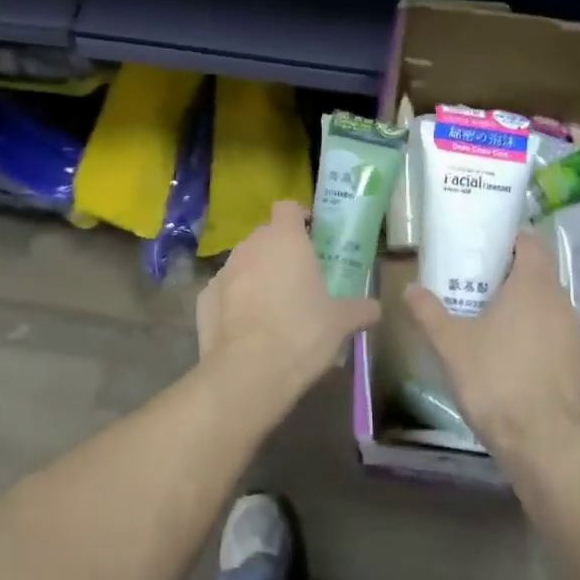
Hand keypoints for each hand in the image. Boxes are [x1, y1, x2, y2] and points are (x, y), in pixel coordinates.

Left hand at [197, 200, 380, 394]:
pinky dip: (234, 302)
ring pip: (243, 263)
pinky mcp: (203, 298)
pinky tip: (247, 327)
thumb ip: (360, 309)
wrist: (249, 371)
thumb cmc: (303, 333)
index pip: (288, 208)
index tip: (312, 235)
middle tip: (298, 277)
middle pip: (265, 235)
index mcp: (286, 239)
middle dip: (279, 250)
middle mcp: (251, 246)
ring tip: (273, 306)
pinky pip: (224, 292)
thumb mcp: (341, 322)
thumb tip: (375, 309)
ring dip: (256, 275)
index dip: (299, 218)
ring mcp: (223, 271)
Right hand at [404, 234, 579, 460]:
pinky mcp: (579, 363)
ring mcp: (574, 334)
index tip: (486, 247)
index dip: (510, 240)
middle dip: (511, 275)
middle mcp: (560, 302)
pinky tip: (512, 357)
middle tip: (478, 285)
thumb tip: (409, 288)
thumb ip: (429, 312)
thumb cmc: (494, 379)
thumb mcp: (451, 344)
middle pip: (539, 274)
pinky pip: (554, 335)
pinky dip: (535, 336)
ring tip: (491, 322)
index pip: (530, 243)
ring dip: (524, 308)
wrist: (542, 440)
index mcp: (533, 285)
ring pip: (547, 306)